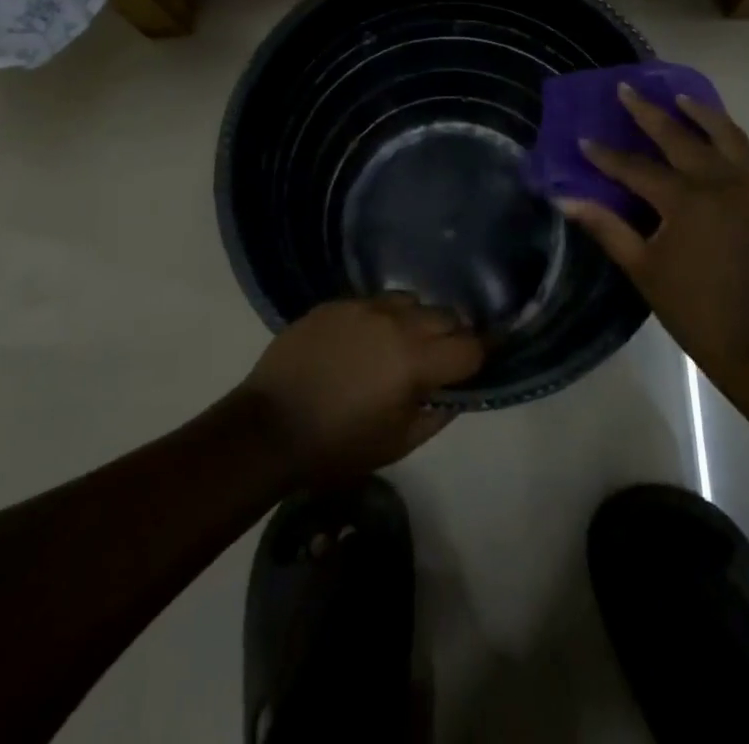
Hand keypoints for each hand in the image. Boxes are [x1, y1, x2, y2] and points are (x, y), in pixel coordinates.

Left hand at [240, 295, 483, 485]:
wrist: (269, 427)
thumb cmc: (338, 446)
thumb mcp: (398, 443)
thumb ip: (436, 414)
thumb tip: (454, 393)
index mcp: (415, 360)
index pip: (469, 347)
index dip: (479, 357)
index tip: (477, 365)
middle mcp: (395, 322)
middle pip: (444, 316)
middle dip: (451, 335)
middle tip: (439, 358)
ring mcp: (362, 306)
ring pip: (409, 301)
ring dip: (416, 321)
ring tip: (400, 344)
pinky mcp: (335, 302)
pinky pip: (372, 302)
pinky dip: (380, 318)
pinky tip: (364, 341)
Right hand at [558, 84, 748, 376]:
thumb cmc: (694, 308)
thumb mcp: (642, 268)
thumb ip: (606, 227)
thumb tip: (566, 200)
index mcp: (686, 200)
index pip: (637, 168)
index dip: (607, 155)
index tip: (584, 138)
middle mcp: (719, 182)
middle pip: (680, 136)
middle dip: (649, 112)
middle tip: (626, 89)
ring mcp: (747, 188)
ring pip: (725, 135)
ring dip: (701, 113)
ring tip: (680, 98)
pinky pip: (745, 154)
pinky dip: (727, 138)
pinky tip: (714, 139)